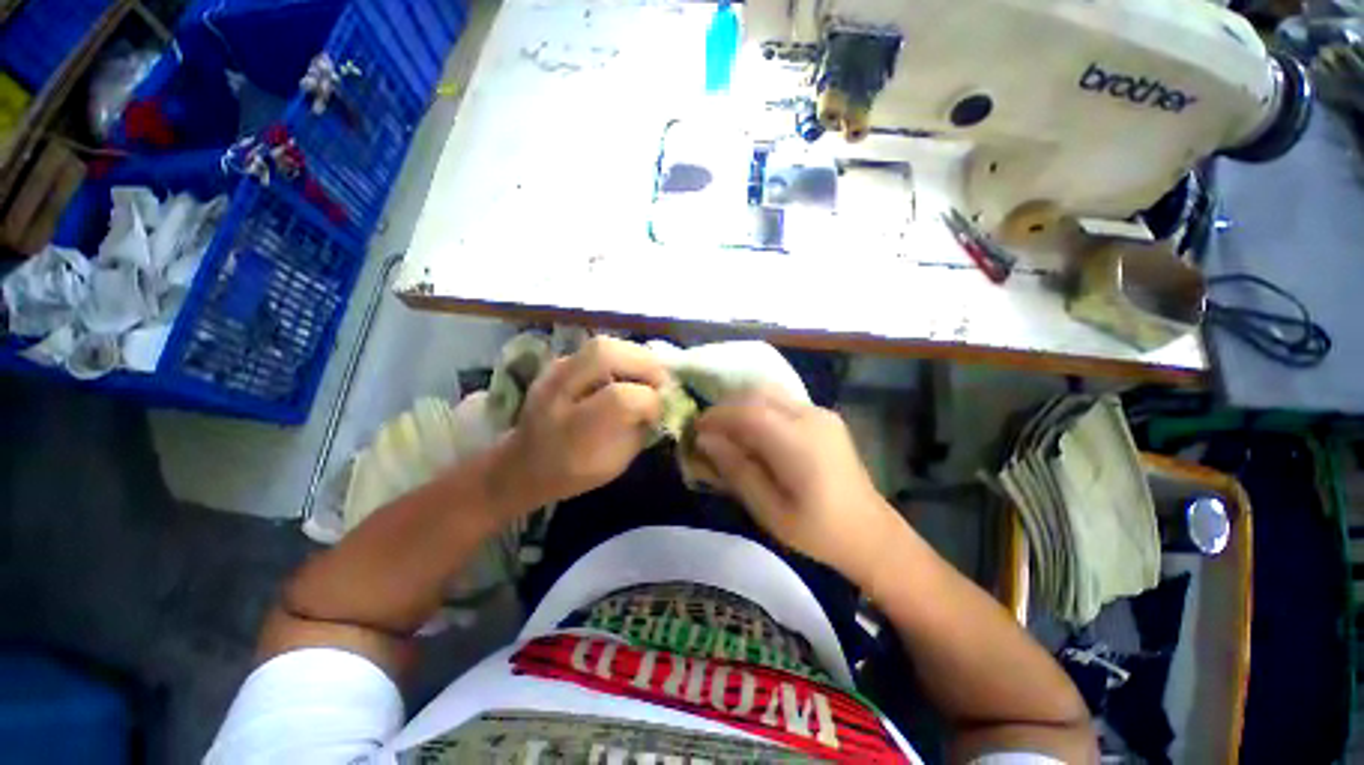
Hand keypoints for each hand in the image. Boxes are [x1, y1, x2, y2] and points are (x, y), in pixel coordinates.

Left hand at [490, 337, 667, 513]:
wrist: (522, 463)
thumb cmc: (572, 471)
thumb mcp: (614, 463)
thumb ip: (639, 430)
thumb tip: (659, 403)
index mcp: (572, 430)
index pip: (621, 399)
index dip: (649, 401)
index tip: (658, 412)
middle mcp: (558, 393)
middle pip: (606, 355)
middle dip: (645, 364)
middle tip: (661, 381)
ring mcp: (554, 372)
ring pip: (601, 345)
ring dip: (634, 355)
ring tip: (647, 373)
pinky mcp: (557, 362)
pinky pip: (595, 348)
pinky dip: (620, 355)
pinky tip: (628, 370)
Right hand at [694, 389, 900, 587]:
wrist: (871, 533)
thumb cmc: (817, 530)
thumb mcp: (769, 510)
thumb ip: (736, 470)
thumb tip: (706, 440)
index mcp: (798, 443)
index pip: (747, 413)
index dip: (716, 416)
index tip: (695, 429)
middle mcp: (810, 417)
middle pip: (757, 395)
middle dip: (727, 407)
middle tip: (710, 431)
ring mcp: (821, 413)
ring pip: (769, 393)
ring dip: (743, 405)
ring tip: (729, 431)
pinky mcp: (825, 416)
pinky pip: (783, 401)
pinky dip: (760, 408)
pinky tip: (756, 432)